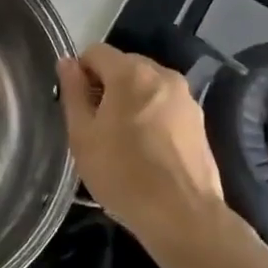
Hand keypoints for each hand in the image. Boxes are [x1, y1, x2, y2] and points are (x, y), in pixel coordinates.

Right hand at [57, 43, 239, 252]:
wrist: (181, 215)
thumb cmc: (122, 173)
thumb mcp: (82, 134)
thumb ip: (72, 91)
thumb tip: (67, 62)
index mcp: (131, 73)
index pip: (95, 51)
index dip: (80, 73)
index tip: (77, 105)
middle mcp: (163, 75)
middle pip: (124, 66)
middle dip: (106, 86)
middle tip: (96, 125)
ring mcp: (187, 98)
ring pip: (146, 87)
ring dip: (130, 102)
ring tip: (122, 141)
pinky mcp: (200, 122)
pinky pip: (165, 106)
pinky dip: (152, 117)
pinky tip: (147, 151)